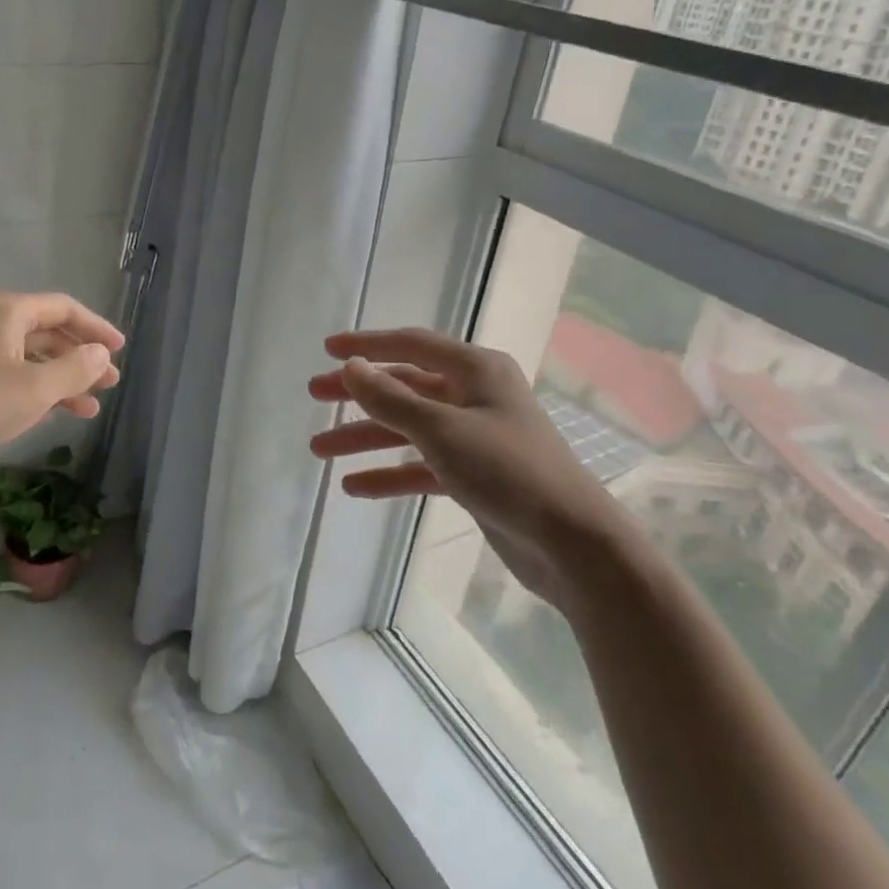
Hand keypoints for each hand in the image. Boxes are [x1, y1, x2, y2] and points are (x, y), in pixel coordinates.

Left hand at [0, 290, 123, 478]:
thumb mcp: (32, 390)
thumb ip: (74, 370)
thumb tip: (101, 354)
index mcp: (7, 309)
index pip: (65, 309)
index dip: (97, 329)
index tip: (121, 350)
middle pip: (46, 332)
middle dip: (79, 359)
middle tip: (108, 385)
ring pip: (25, 356)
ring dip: (57, 380)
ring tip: (86, 410)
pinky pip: (3, 372)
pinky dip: (29, 388)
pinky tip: (44, 414)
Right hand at [307, 327, 636, 613]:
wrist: (573, 544)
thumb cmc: (508, 470)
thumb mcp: (441, 429)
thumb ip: (390, 398)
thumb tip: (350, 367)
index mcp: (476, 369)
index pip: (411, 345)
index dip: (367, 345)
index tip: (327, 350)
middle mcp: (475, 395)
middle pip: (404, 386)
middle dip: (359, 393)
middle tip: (315, 395)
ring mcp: (475, 436)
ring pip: (408, 428)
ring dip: (366, 437)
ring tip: (319, 449)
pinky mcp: (474, 475)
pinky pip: (421, 465)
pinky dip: (390, 473)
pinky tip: (355, 486)